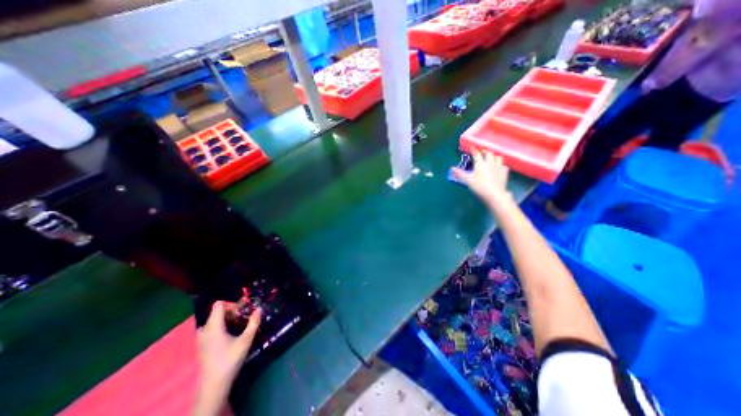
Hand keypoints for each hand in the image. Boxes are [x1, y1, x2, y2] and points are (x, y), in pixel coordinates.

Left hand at [198, 303, 260, 389]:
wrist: (213, 385)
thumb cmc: (230, 360)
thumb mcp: (246, 340)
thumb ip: (253, 322)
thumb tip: (259, 308)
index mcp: (213, 326)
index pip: (219, 305)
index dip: (232, 303)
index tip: (243, 310)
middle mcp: (205, 330)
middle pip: (217, 312)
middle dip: (232, 311)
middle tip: (245, 316)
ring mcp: (202, 338)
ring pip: (214, 320)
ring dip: (227, 318)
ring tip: (239, 323)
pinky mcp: (202, 345)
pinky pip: (212, 327)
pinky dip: (222, 325)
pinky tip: (231, 333)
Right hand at [452, 149, 509, 207]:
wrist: (494, 194)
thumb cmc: (479, 186)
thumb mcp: (467, 180)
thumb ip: (460, 174)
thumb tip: (451, 168)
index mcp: (480, 163)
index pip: (476, 154)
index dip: (473, 150)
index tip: (471, 147)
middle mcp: (490, 163)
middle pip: (488, 153)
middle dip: (484, 151)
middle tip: (481, 152)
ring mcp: (498, 167)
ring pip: (498, 157)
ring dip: (494, 156)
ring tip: (491, 157)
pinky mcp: (504, 172)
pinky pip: (504, 165)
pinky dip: (501, 164)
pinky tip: (499, 167)